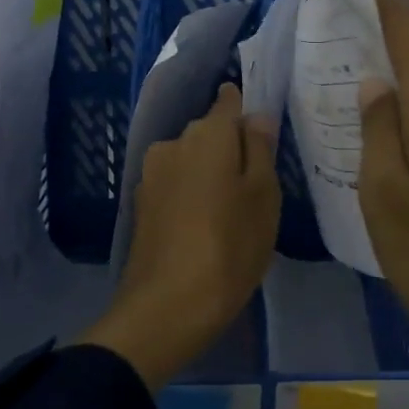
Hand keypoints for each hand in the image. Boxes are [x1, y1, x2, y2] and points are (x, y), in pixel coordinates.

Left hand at [81, 83, 280, 388]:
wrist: (167, 308)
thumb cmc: (230, 246)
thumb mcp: (264, 195)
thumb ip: (261, 148)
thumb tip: (257, 116)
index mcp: (208, 133)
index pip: (229, 100)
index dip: (248, 110)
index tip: (266, 135)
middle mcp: (174, 143)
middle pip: (211, 132)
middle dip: (232, 148)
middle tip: (257, 185)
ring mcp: (152, 174)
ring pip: (192, 160)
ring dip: (211, 174)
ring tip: (232, 211)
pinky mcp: (141, 205)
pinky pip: (177, 185)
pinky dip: (193, 195)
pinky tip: (206, 226)